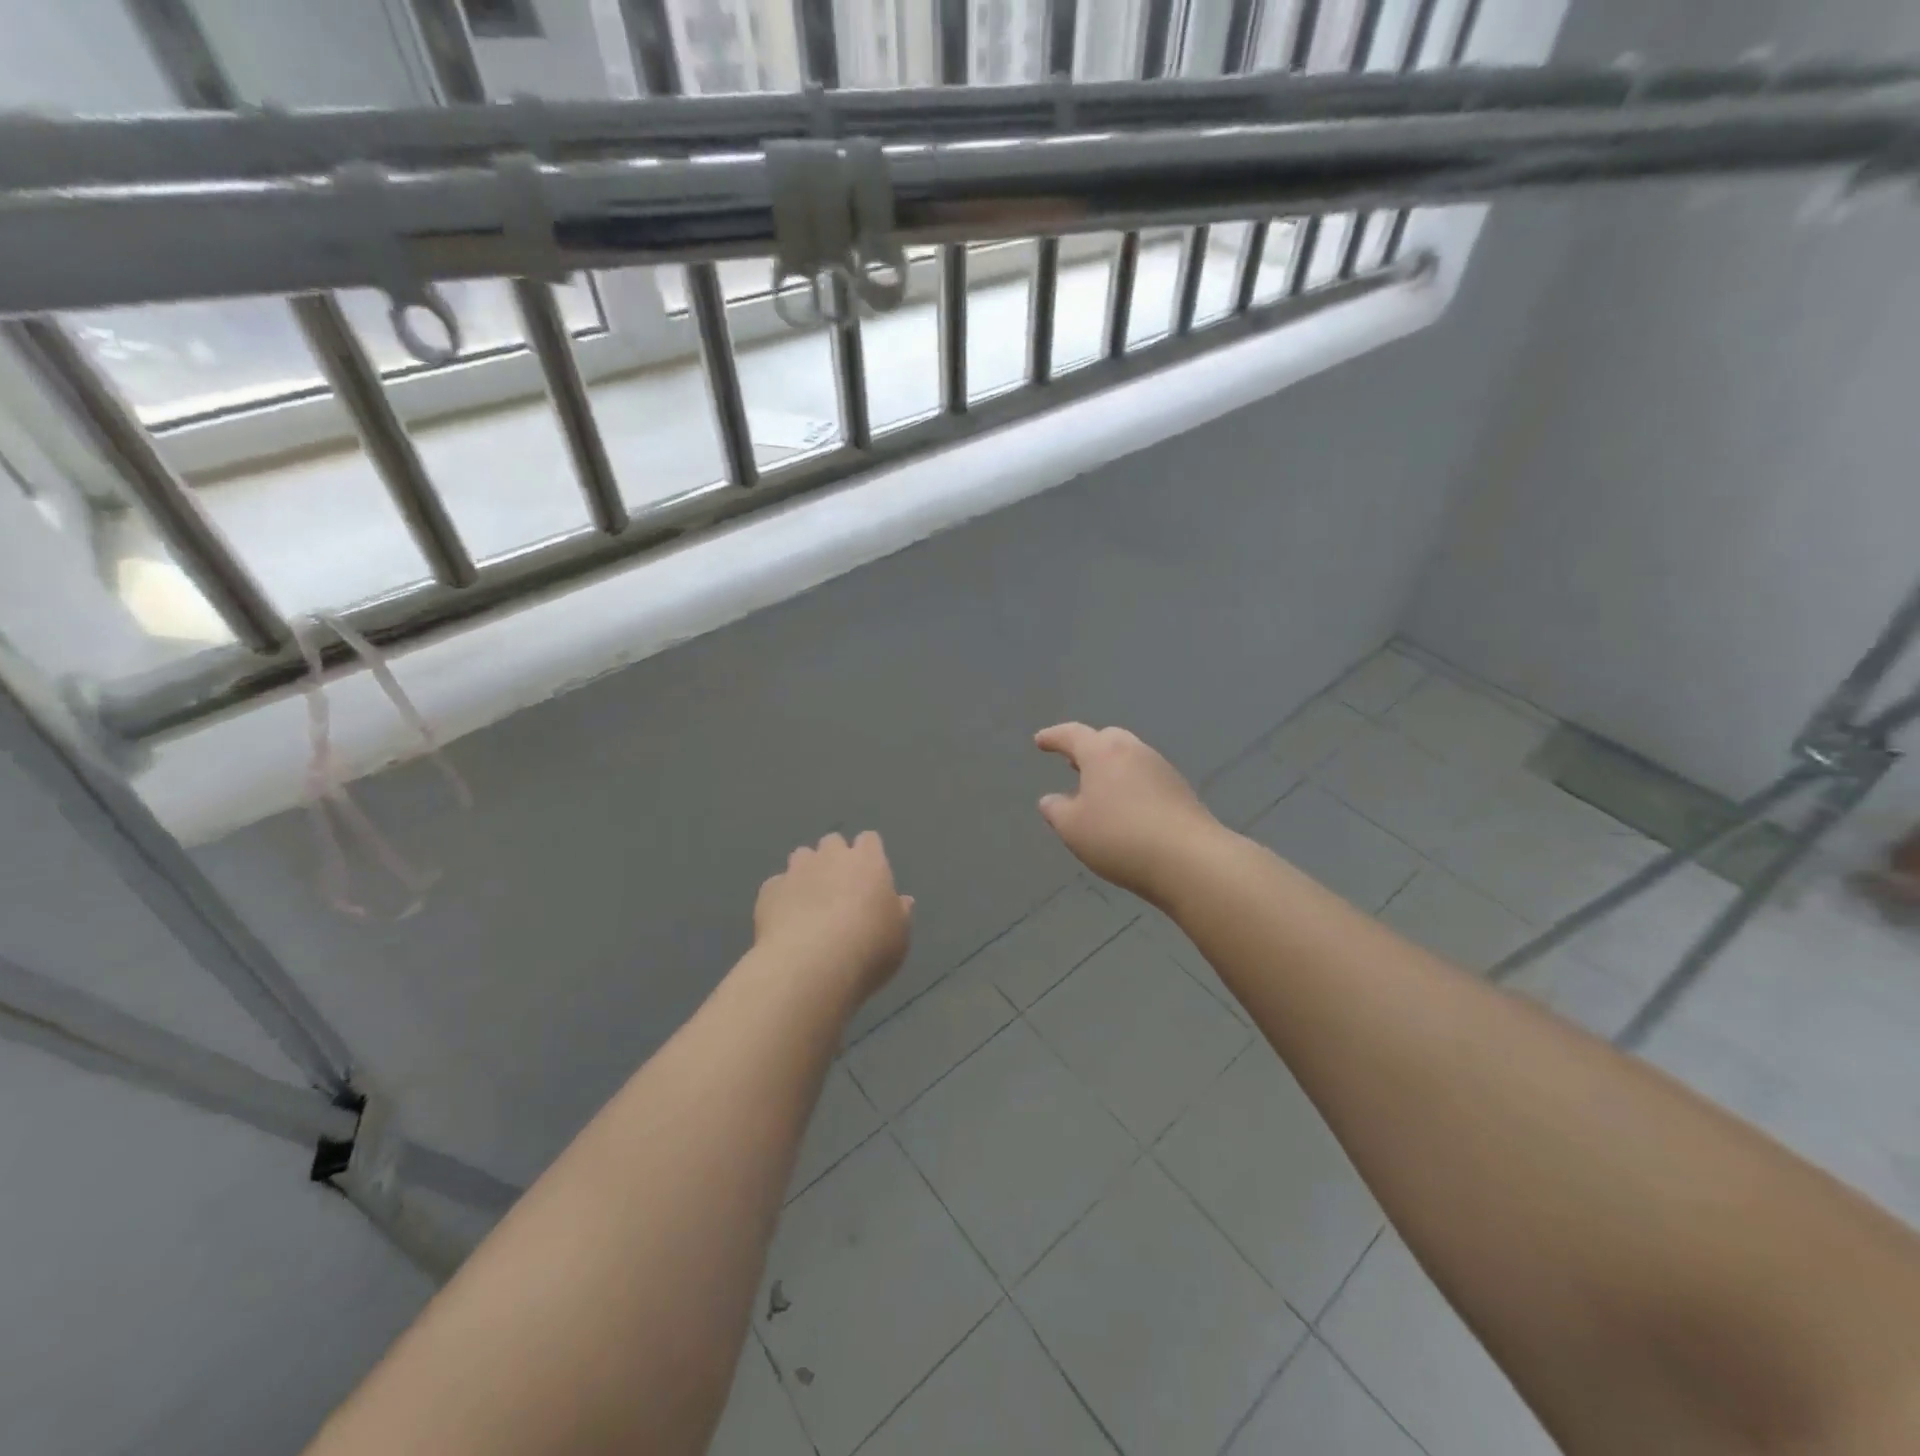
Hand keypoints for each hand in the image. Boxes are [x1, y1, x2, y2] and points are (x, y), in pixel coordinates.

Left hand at [754, 831, 912, 1005]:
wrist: (811, 965)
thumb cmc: (869, 948)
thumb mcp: (899, 936)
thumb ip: (899, 913)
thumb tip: (901, 901)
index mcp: (868, 861)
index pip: (869, 840)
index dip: (869, 855)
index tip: (870, 876)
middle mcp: (831, 856)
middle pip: (833, 842)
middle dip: (834, 858)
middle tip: (839, 888)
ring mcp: (796, 871)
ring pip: (801, 857)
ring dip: (806, 872)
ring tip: (809, 902)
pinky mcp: (769, 890)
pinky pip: (777, 885)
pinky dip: (782, 897)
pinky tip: (785, 921)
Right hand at [1035, 723, 1220, 899]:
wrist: (1189, 859)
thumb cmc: (1119, 837)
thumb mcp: (1072, 828)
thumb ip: (1056, 810)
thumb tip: (1051, 800)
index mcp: (1102, 752)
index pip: (1072, 735)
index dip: (1053, 737)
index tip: (1040, 741)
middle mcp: (1133, 751)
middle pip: (1107, 739)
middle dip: (1087, 748)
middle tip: (1072, 763)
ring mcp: (1161, 768)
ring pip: (1129, 758)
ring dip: (1111, 768)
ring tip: (1098, 789)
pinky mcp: (1180, 790)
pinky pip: (1146, 778)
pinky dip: (1131, 785)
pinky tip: (1126, 808)